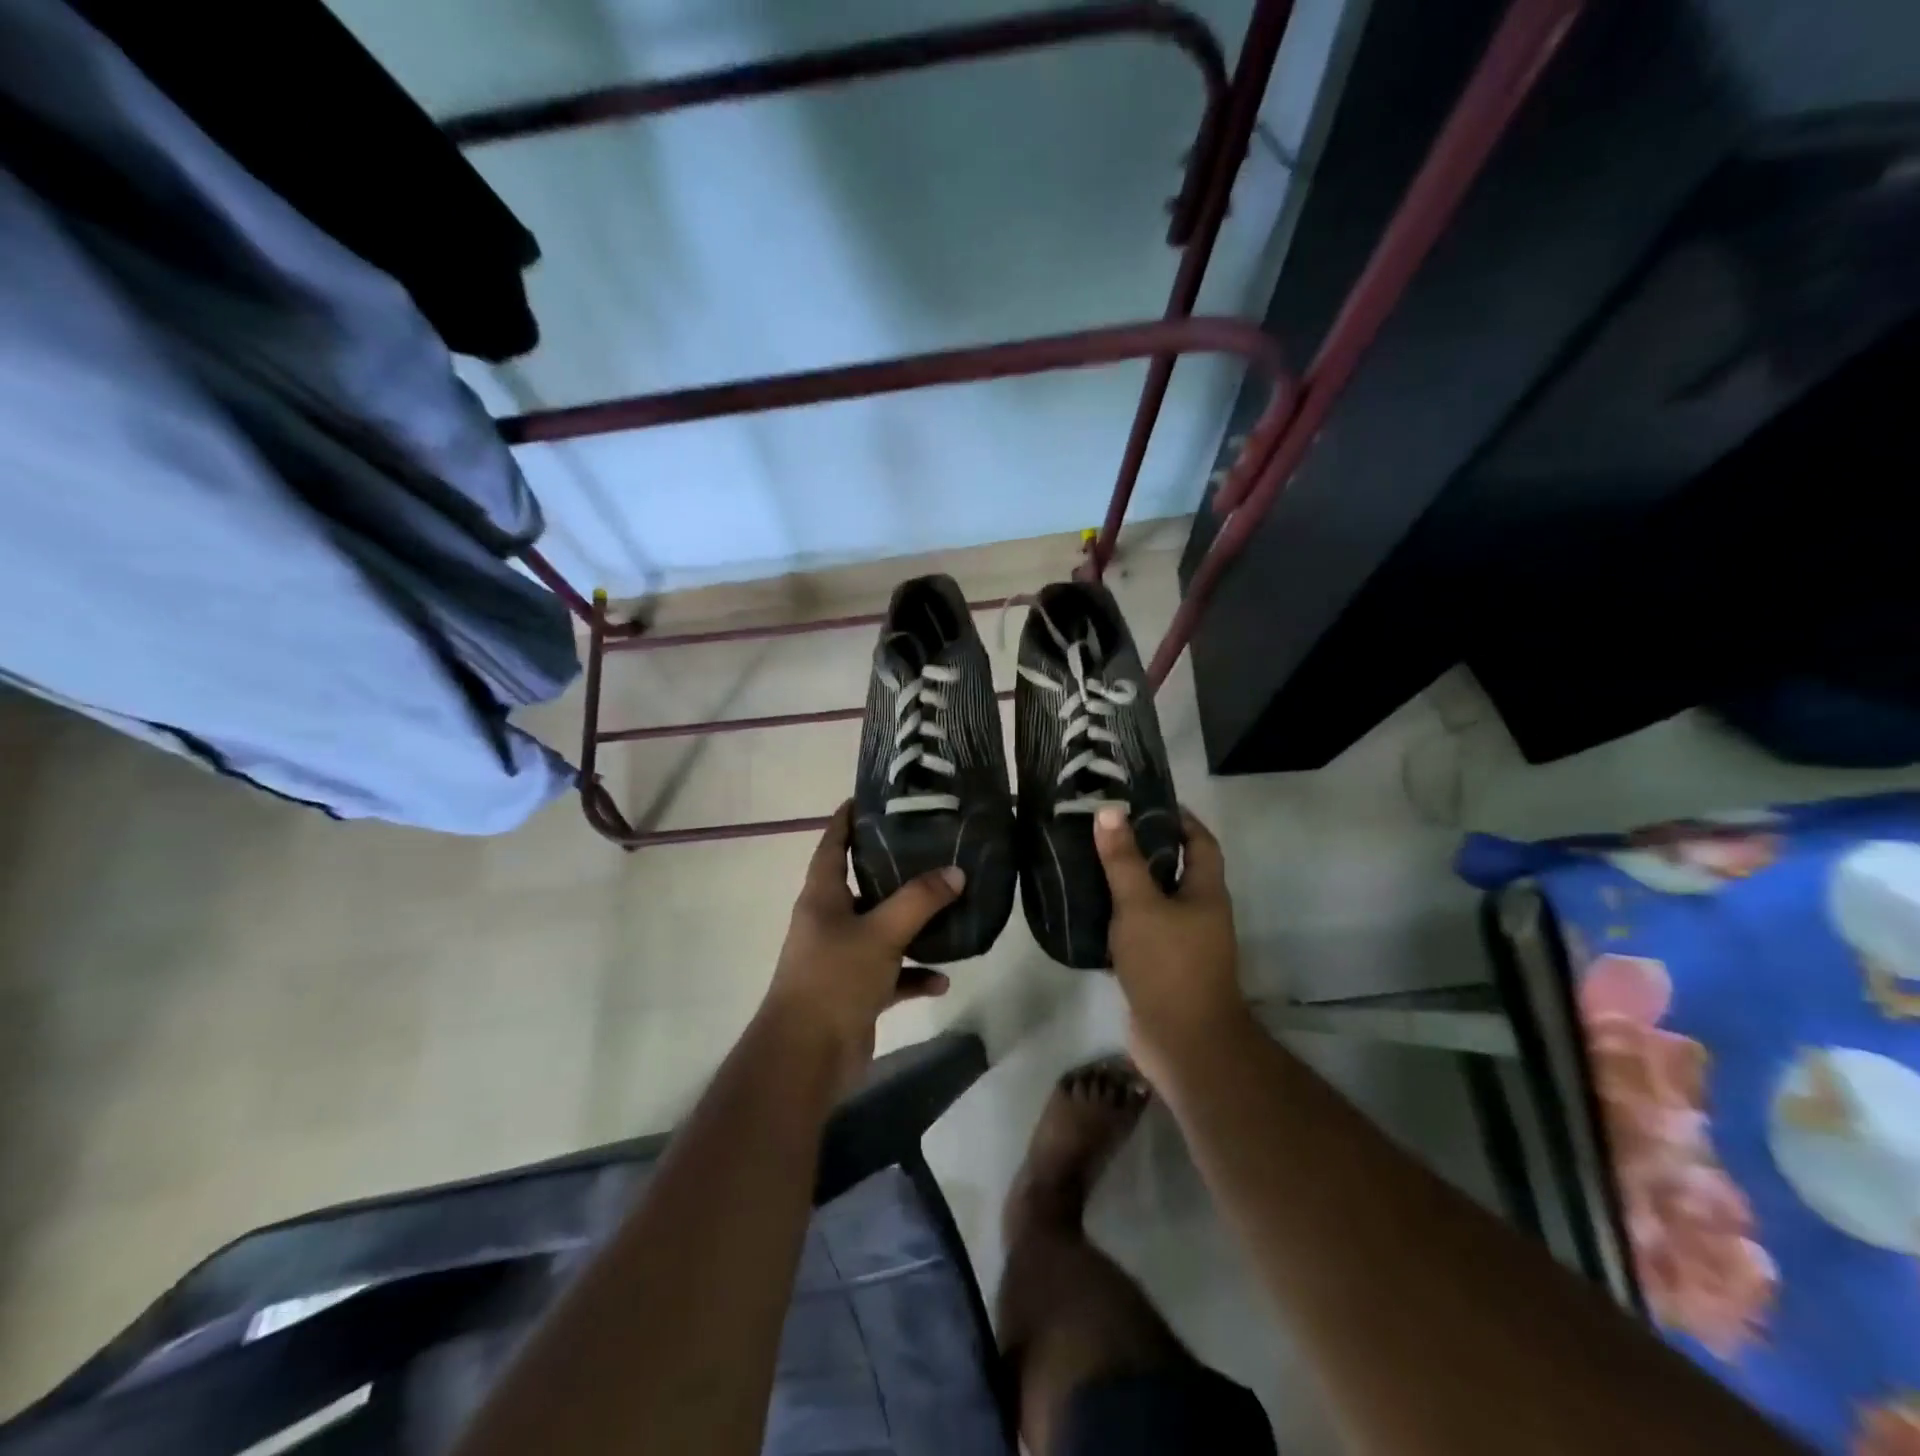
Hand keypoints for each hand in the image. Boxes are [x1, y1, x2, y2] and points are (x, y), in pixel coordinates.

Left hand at [762, 801, 959, 1095]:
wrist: (806, 1057)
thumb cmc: (835, 979)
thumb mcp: (881, 933)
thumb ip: (919, 901)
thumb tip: (956, 872)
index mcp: (823, 897)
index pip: (832, 844)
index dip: (847, 818)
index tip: (870, 796)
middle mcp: (830, 921)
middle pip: (863, 884)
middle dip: (894, 868)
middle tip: (930, 846)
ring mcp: (843, 957)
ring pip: (883, 929)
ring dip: (912, 924)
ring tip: (950, 908)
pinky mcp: (857, 991)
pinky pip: (893, 974)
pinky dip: (915, 975)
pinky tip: (943, 979)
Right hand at [1095, 805, 1250, 1088]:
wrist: (1184, 1043)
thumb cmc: (1169, 965)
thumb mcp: (1141, 906)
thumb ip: (1123, 861)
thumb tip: (1110, 811)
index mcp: (1206, 893)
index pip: (1201, 843)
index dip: (1181, 819)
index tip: (1148, 800)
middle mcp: (1199, 914)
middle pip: (1175, 870)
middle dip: (1145, 848)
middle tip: (1105, 828)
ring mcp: (1181, 944)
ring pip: (1154, 902)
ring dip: (1128, 884)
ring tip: (1089, 861)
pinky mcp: (1160, 968)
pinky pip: (1139, 931)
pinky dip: (1118, 918)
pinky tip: (1088, 910)